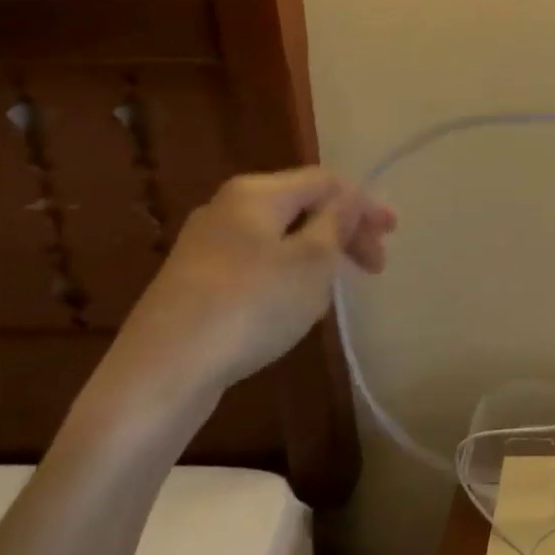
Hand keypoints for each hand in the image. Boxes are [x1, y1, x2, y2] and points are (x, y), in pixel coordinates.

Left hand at [99, 168, 395, 410]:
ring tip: (337, 288)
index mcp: (256, 193)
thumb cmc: (250, 305)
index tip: (393, 234)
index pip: (325, 181)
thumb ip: (337, 223)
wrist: (162, 373)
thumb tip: (348, 200)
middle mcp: (227, 208)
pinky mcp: (195, 281)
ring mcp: (206, 245)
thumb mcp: (311, 261)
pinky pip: (258, 262)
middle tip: (375, 265)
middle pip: (302, 206)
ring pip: (280, 237)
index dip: (364, 203)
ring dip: (319, 254)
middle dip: (344, 230)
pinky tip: (295, 306)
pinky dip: (289, 273)